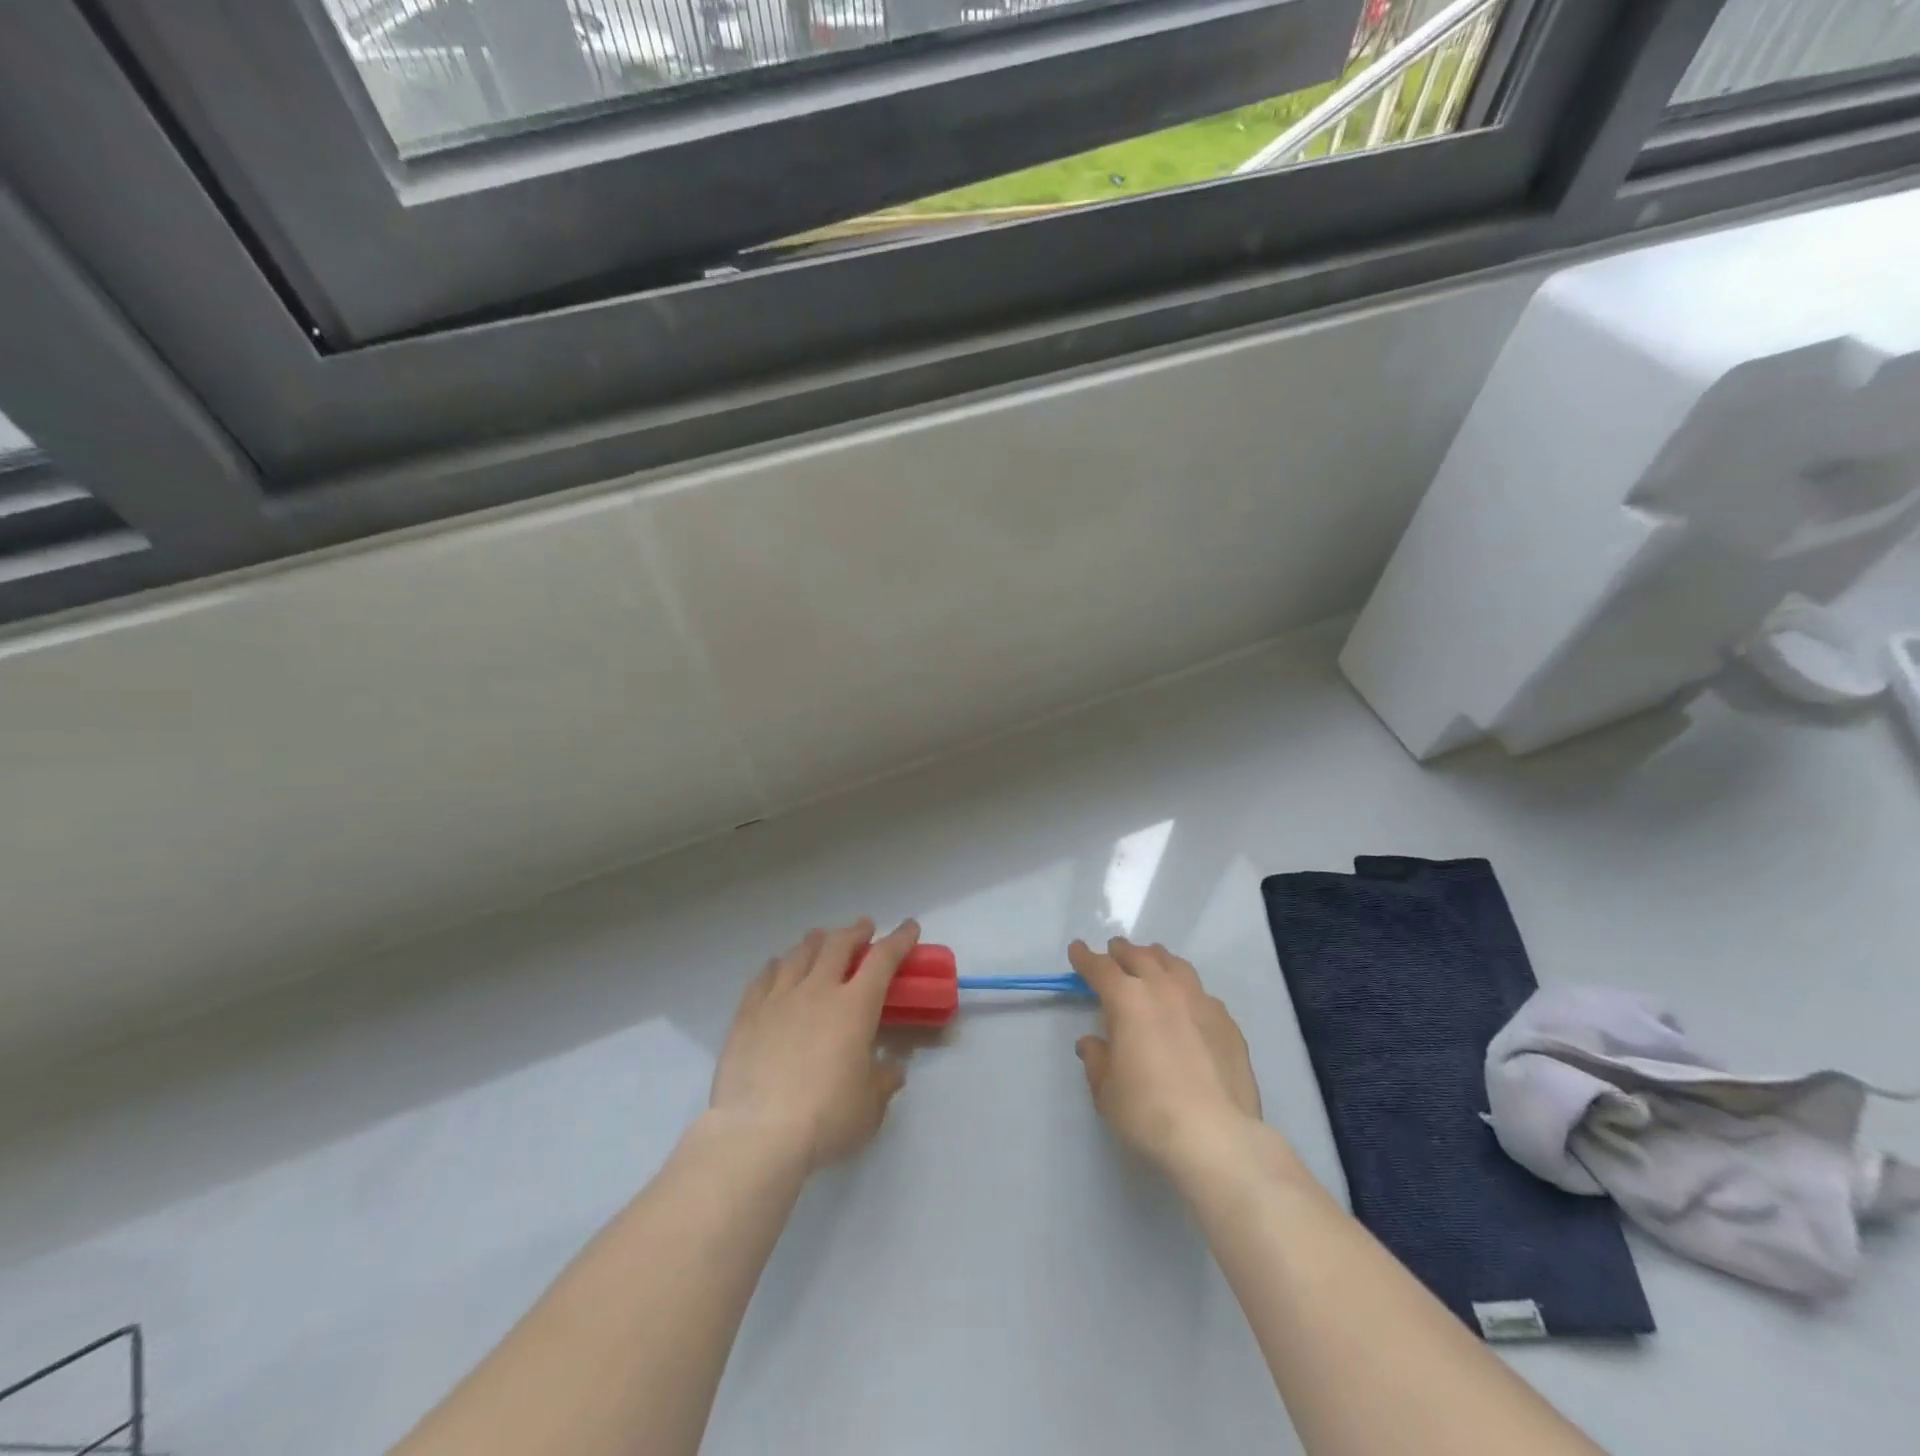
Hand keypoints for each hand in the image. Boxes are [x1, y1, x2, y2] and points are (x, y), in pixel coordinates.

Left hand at [709, 917, 916, 1171]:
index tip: (910, 927)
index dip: (899, 939)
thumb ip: (884, 1081)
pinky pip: (764, 977)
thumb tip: (893, 1068)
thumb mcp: (870, 1106)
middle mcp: (818, 990)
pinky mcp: (747, 1014)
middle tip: (863, 928)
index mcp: (854, 1006)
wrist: (758, 1133)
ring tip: (821, 938)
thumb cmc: (826, 1118)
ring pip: (799, 954)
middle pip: (838, 945)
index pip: (883, 959)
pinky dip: (776, 965)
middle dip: (855, 931)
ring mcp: (778, 998)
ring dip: (816, 941)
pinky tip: (777, 965)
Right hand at [1071, 938, 1261, 1170]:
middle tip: (1114, 953)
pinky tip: (1187, 1007)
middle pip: (1140, 956)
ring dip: (1157, 960)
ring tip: (1151, 965)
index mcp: (1128, 999)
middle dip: (1122, 952)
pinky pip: (1201, 993)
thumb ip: (1097, 1059)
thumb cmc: (1149, 1111)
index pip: (1101, 968)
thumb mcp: (1107, 1090)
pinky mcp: (1227, 1022)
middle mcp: (1164, 989)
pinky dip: (1186, 990)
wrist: (1216, 1136)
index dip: (1085, 957)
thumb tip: (1093, 1043)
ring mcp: (1200, 1002)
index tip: (1077, 950)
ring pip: (1175, 965)